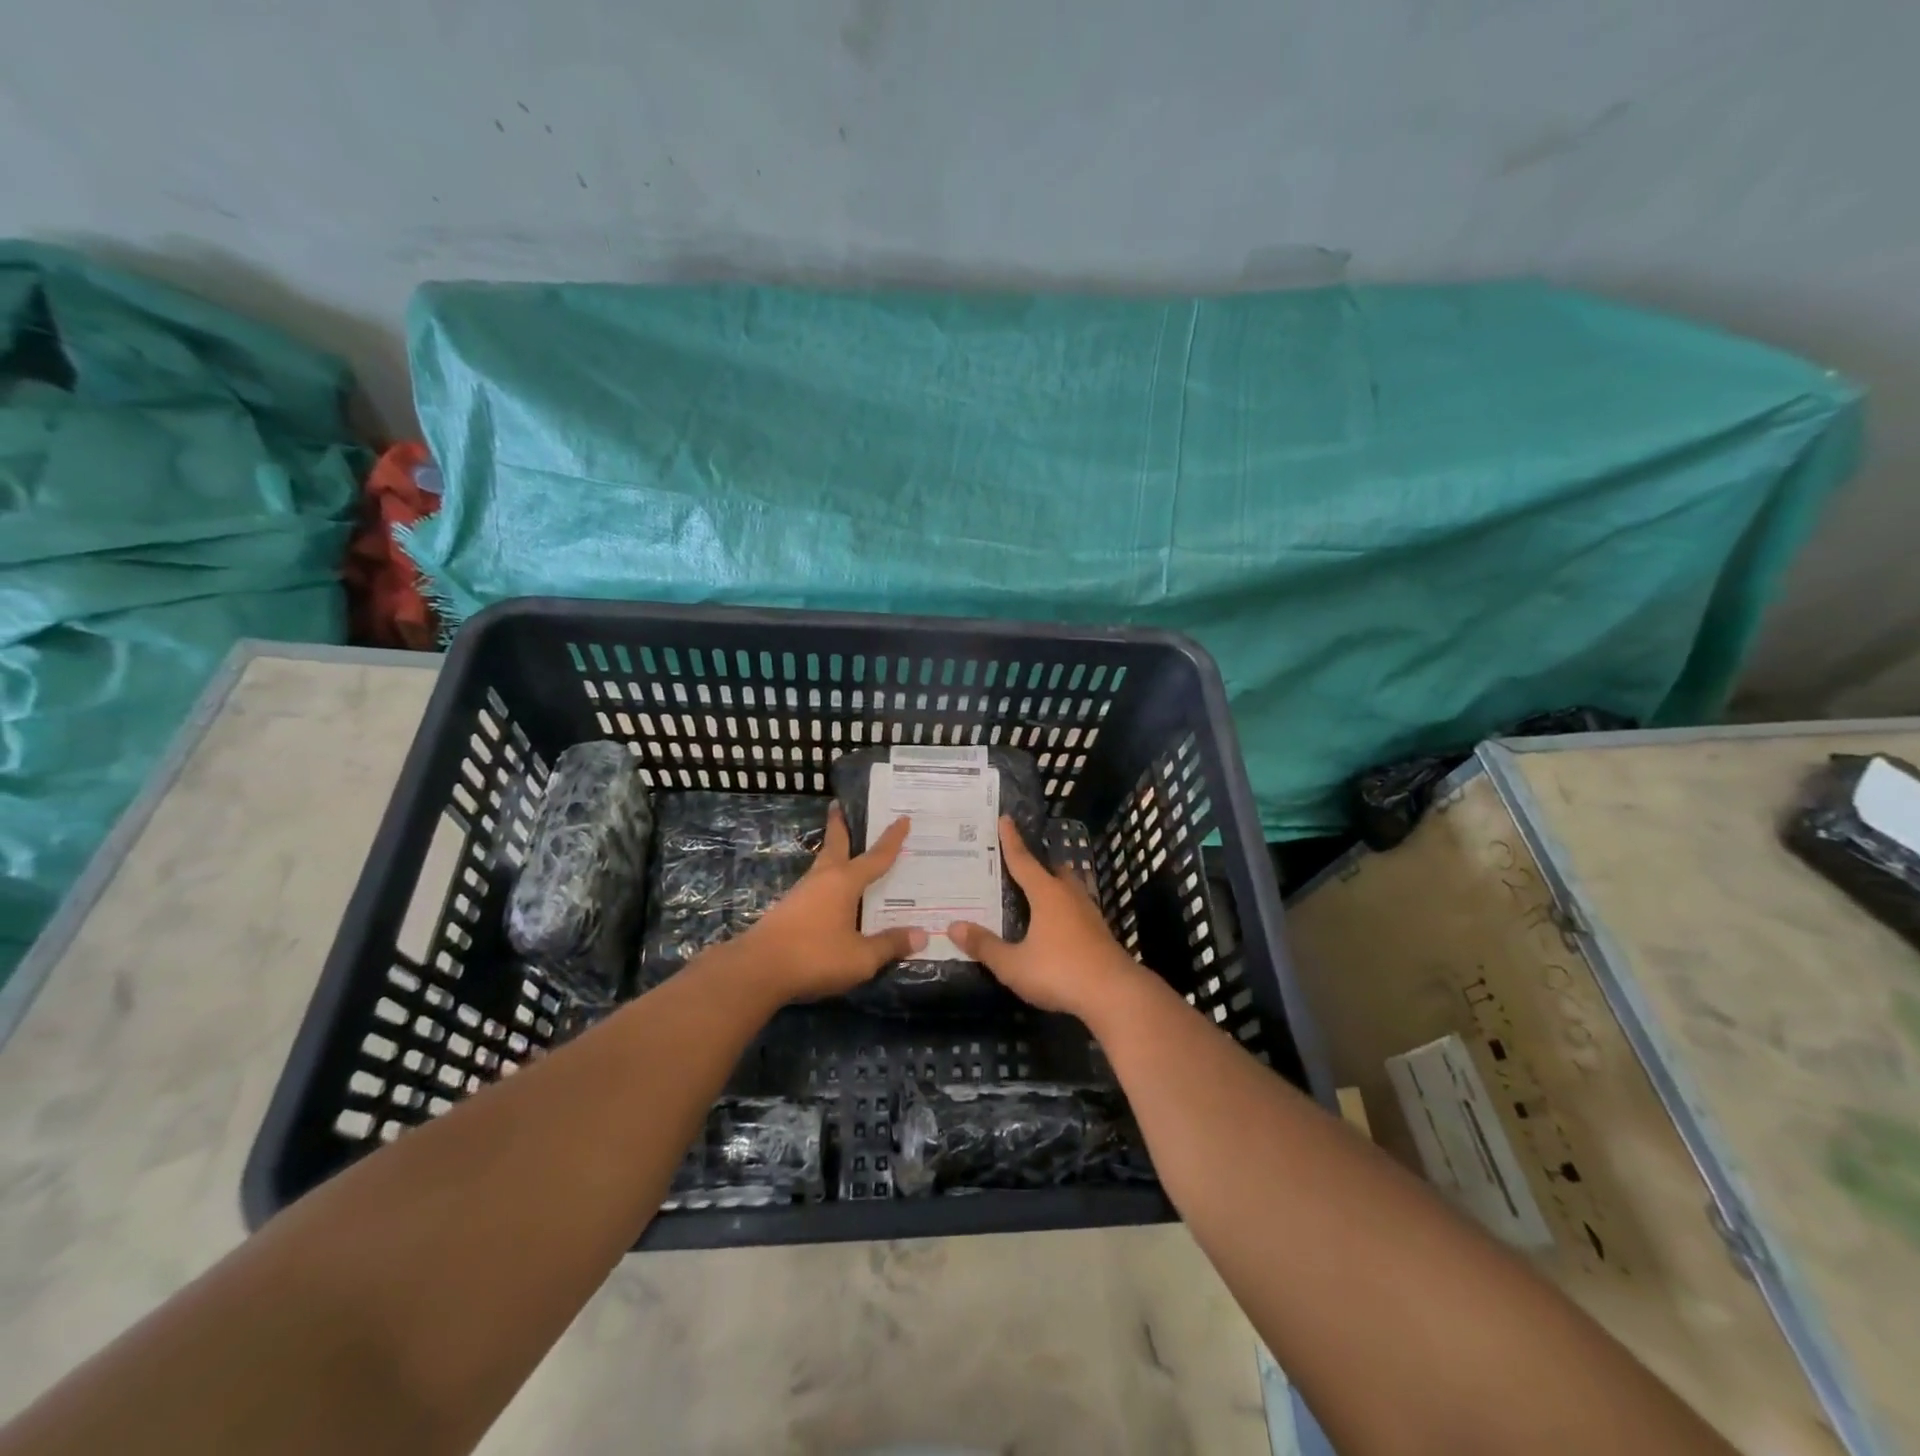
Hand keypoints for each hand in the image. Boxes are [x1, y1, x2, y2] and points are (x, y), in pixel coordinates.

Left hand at [737, 805, 926, 1001]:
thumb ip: (890, 945)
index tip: (902, 819)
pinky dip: (827, 881)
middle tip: (839, 805)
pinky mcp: (788, 910)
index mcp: (845, 882)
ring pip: (823, 865)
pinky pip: (815, 886)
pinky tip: (831, 894)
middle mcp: (823, 879)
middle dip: (839, 826)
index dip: (892, 839)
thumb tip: (921, 935)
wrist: (758, 970)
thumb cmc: (815, 956)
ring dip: (833, 853)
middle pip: (835, 845)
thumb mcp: (861, 958)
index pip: (876, 856)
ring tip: (844, 851)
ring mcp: (802, 893)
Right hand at [948, 817, 1147, 1020]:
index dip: (1011, 840)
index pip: (1022, 860)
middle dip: (1037, 864)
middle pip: (1052, 870)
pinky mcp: (1100, 932)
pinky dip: (1064, 908)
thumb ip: (984, 945)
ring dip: (1054, 885)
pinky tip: (1058, 923)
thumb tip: (954, 926)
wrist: (1114, 994)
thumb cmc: (1059, 972)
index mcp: (1046, 894)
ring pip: (1069, 888)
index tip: (1005, 819)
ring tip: (1038, 891)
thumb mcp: (1013, 964)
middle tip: (1019, 863)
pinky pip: (1077, 908)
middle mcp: (1069, 895)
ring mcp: (1089, 913)